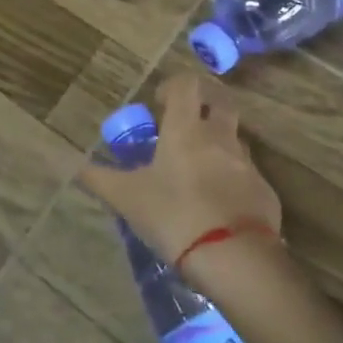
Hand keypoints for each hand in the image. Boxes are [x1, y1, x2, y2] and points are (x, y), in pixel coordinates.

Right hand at [78, 73, 281, 266]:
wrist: (234, 258)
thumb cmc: (174, 215)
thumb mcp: (127, 198)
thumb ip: (100, 179)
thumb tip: (76, 167)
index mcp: (186, 129)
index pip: (187, 84)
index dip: (174, 85)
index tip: (160, 102)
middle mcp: (220, 137)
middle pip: (222, 102)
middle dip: (206, 105)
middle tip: (188, 124)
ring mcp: (247, 165)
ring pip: (235, 140)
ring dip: (220, 144)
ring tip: (200, 170)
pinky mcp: (265, 193)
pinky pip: (247, 176)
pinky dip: (233, 181)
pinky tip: (219, 206)